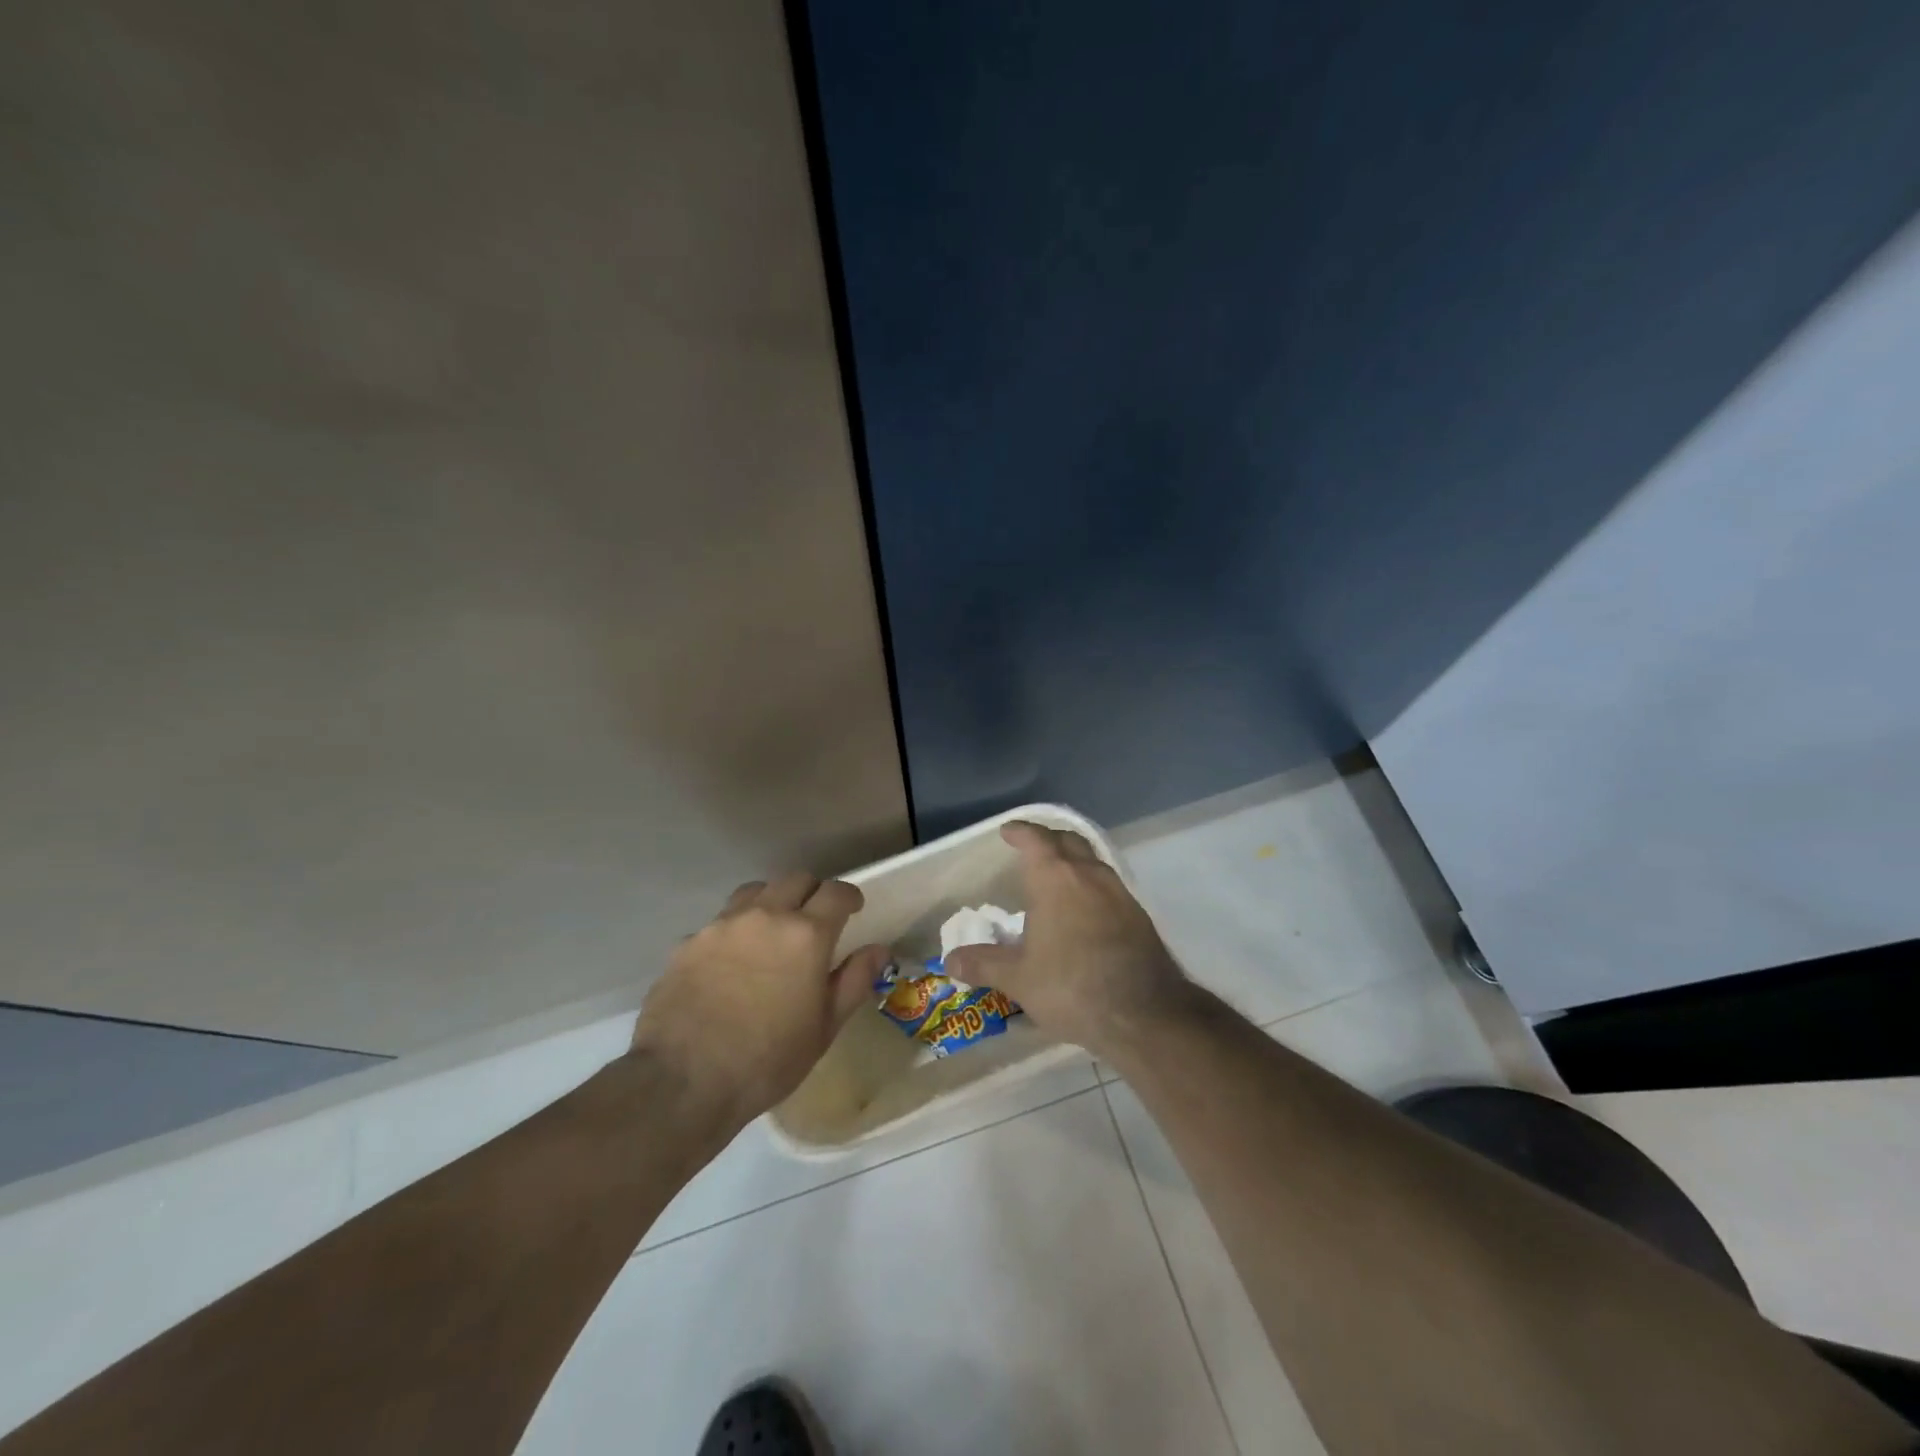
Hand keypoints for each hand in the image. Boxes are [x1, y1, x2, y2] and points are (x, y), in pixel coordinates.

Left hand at [630, 874, 889, 1126]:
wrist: (683, 1081)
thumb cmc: (767, 1060)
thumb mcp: (824, 1028)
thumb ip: (854, 981)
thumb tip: (878, 950)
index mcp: (806, 934)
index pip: (836, 892)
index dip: (849, 897)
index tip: (853, 910)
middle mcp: (766, 916)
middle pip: (796, 880)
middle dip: (812, 893)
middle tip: (815, 920)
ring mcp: (722, 925)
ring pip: (755, 891)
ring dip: (772, 902)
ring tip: (772, 931)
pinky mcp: (688, 941)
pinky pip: (720, 921)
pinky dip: (735, 930)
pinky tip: (730, 963)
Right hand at [944, 822, 1192, 1055]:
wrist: (1145, 1014)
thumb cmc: (1072, 986)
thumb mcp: (1019, 979)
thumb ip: (984, 964)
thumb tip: (951, 959)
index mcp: (1056, 879)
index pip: (1036, 840)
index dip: (1021, 832)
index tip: (1008, 831)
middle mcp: (1089, 875)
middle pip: (1069, 841)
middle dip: (1049, 840)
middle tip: (1032, 848)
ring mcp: (1119, 893)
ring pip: (1093, 862)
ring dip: (1074, 861)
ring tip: (1057, 879)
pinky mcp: (1138, 916)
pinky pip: (1109, 886)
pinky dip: (1091, 886)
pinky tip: (1084, 911)